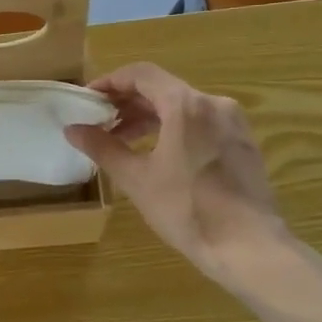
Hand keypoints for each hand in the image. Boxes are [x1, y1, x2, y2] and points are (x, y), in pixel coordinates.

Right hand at [65, 62, 285, 285]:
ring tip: (124, 142)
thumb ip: (102, 147)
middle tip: (100, 123)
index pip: (141, 74)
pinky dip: (174, 129)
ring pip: (183, 107)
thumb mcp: (137, 179)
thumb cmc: (187, 210)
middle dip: (128, 103)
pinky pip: (201, 123)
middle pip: (163, 89)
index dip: (111, 82)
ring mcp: (233, 123)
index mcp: (186, 105)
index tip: (88, 99)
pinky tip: (159, 155)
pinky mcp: (242, 143)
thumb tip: (72, 129)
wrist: (249, 247)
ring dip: (150, 118)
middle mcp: (213, 103)